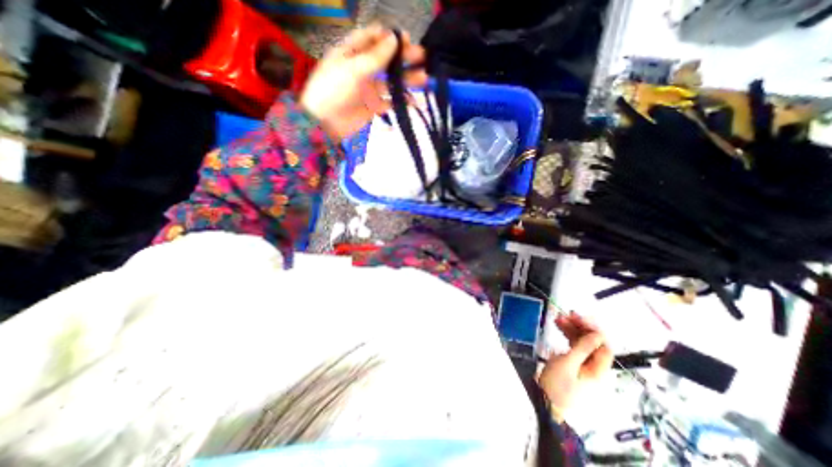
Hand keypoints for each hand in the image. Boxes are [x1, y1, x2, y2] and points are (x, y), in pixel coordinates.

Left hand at [301, 25, 428, 139]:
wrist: (325, 122)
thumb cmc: (334, 89)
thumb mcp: (353, 69)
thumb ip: (375, 56)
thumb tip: (395, 39)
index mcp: (353, 52)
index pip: (374, 38)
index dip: (391, 37)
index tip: (407, 40)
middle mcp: (363, 68)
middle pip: (387, 59)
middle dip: (404, 57)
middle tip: (423, 57)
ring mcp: (370, 88)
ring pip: (391, 81)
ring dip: (407, 79)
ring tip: (424, 79)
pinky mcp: (374, 106)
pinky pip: (391, 101)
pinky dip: (402, 101)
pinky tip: (414, 101)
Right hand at [539, 313, 608, 422]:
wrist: (544, 401)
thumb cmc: (557, 383)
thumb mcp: (568, 363)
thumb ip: (583, 348)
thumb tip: (597, 334)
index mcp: (598, 369)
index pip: (603, 345)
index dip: (593, 329)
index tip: (578, 317)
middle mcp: (594, 366)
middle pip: (592, 343)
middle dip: (580, 327)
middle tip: (565, 315)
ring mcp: (583, 365)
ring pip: (582, 343)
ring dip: (571, 329)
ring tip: (558, 318)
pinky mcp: (573, 364)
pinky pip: (574, 346)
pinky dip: (567, 335)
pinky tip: (558, 327)